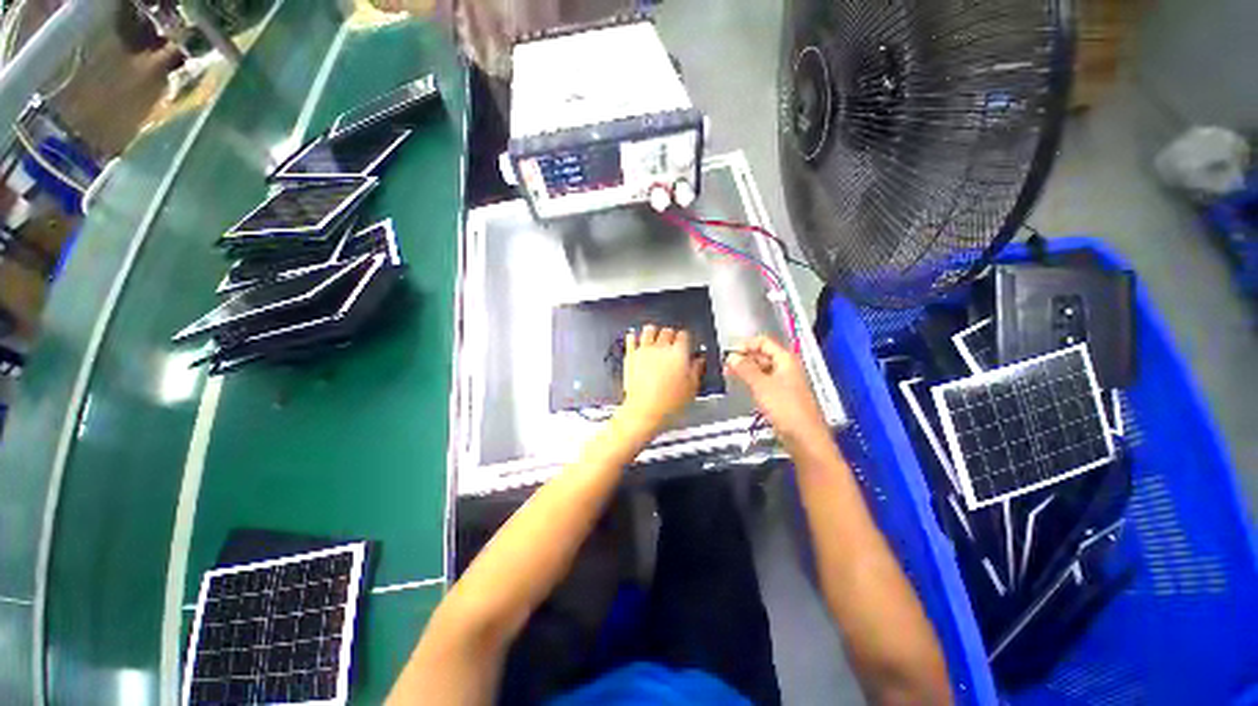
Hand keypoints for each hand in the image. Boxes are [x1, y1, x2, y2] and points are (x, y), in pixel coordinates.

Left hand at [618, 325, 704, 434]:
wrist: (645, 410)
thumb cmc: (668, 402)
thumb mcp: (691, 388)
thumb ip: (696, 370)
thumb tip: (699, 361)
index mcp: (679, 353)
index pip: (684, 335)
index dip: (686, 338)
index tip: (686, 343)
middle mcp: (661, 347)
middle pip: (667, 331)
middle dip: (671, 335)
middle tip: (672, 342)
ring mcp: (644, 350)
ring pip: (649, 330)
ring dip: (653, 332)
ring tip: (655, 336)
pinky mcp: (631, 355)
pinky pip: (631, 338)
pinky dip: (634, 336)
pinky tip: (637, 338)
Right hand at [725, 335, 828, 442]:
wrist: (805, 438)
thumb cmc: (785, 408)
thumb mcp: (761, 386)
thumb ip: (745, 369)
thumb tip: (731, 356)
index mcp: (786, 359)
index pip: (763, 342)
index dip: (745, 345)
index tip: (727, 354)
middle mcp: (787, 367)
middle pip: (763, 355)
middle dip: (744, 358)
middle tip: (725, 367)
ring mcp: (786, 382)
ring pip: (763, 370)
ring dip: (747, 371)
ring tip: (730, 376)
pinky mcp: (783, 396)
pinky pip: (766, 383)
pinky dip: (753, 382)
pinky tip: (743, 388)